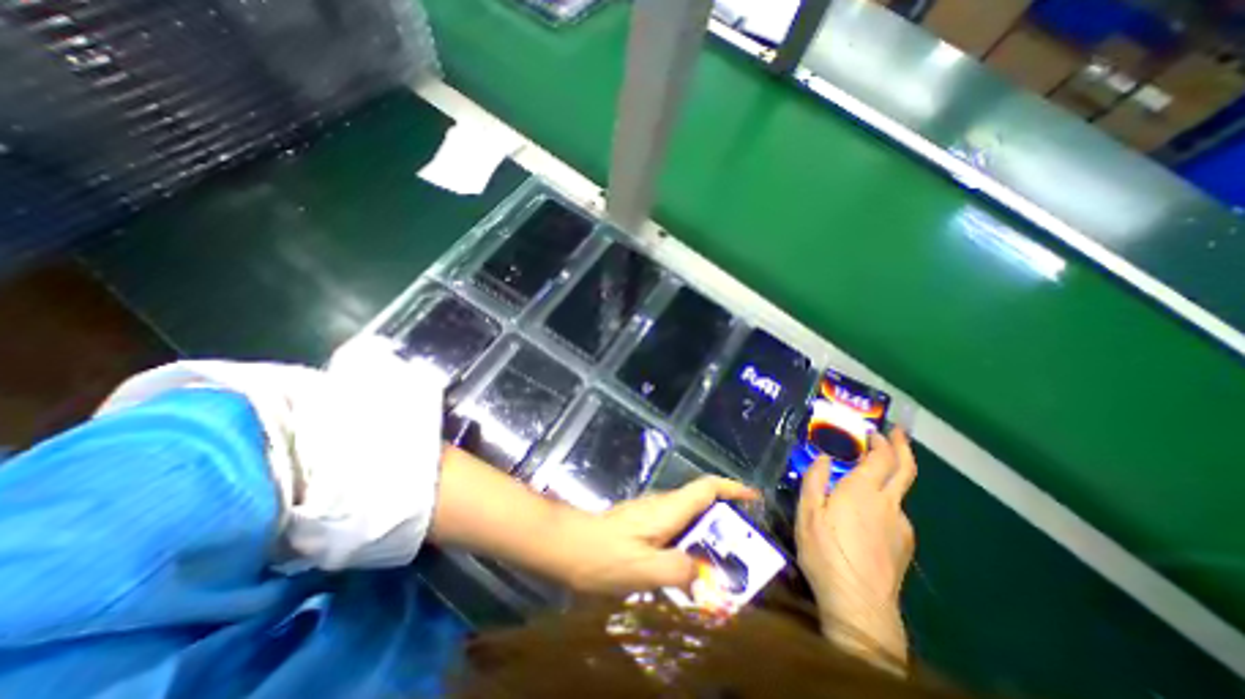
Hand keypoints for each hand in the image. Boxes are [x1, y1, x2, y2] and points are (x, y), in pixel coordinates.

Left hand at [558, 480, 759, 595]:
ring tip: (722, 566)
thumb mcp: (645, 571)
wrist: (570, 546)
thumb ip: (679, 570)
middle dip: (726, 520)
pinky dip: (691, 543)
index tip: (754, 496)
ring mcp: (652, 513)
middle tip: (745, 551)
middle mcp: (663, 505)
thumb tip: (703, 571)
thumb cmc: (605, 556)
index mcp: (668, 509)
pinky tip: (689, 569)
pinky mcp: (644, 523)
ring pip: (689, 517)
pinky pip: (676, 528)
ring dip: (708, 535)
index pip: (706, 487)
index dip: (732, 488)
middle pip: (702, 502)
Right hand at [791, 429, 916, 667]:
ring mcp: (901, 525)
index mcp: (863, 490)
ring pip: (899, 493)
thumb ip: (815, 479)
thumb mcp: (808, 511)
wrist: (859, 604)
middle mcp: (889, 503)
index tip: (875, 430)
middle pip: (905, 469)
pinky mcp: (904, 545)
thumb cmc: (825, 551)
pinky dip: (885, 502)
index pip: (882, 457)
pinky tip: (868, 514)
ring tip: (870, 476)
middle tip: (898, 433)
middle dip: (903, 447)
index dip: (882, 441)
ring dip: (890, 477)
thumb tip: (824, 458)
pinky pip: (895, 514)